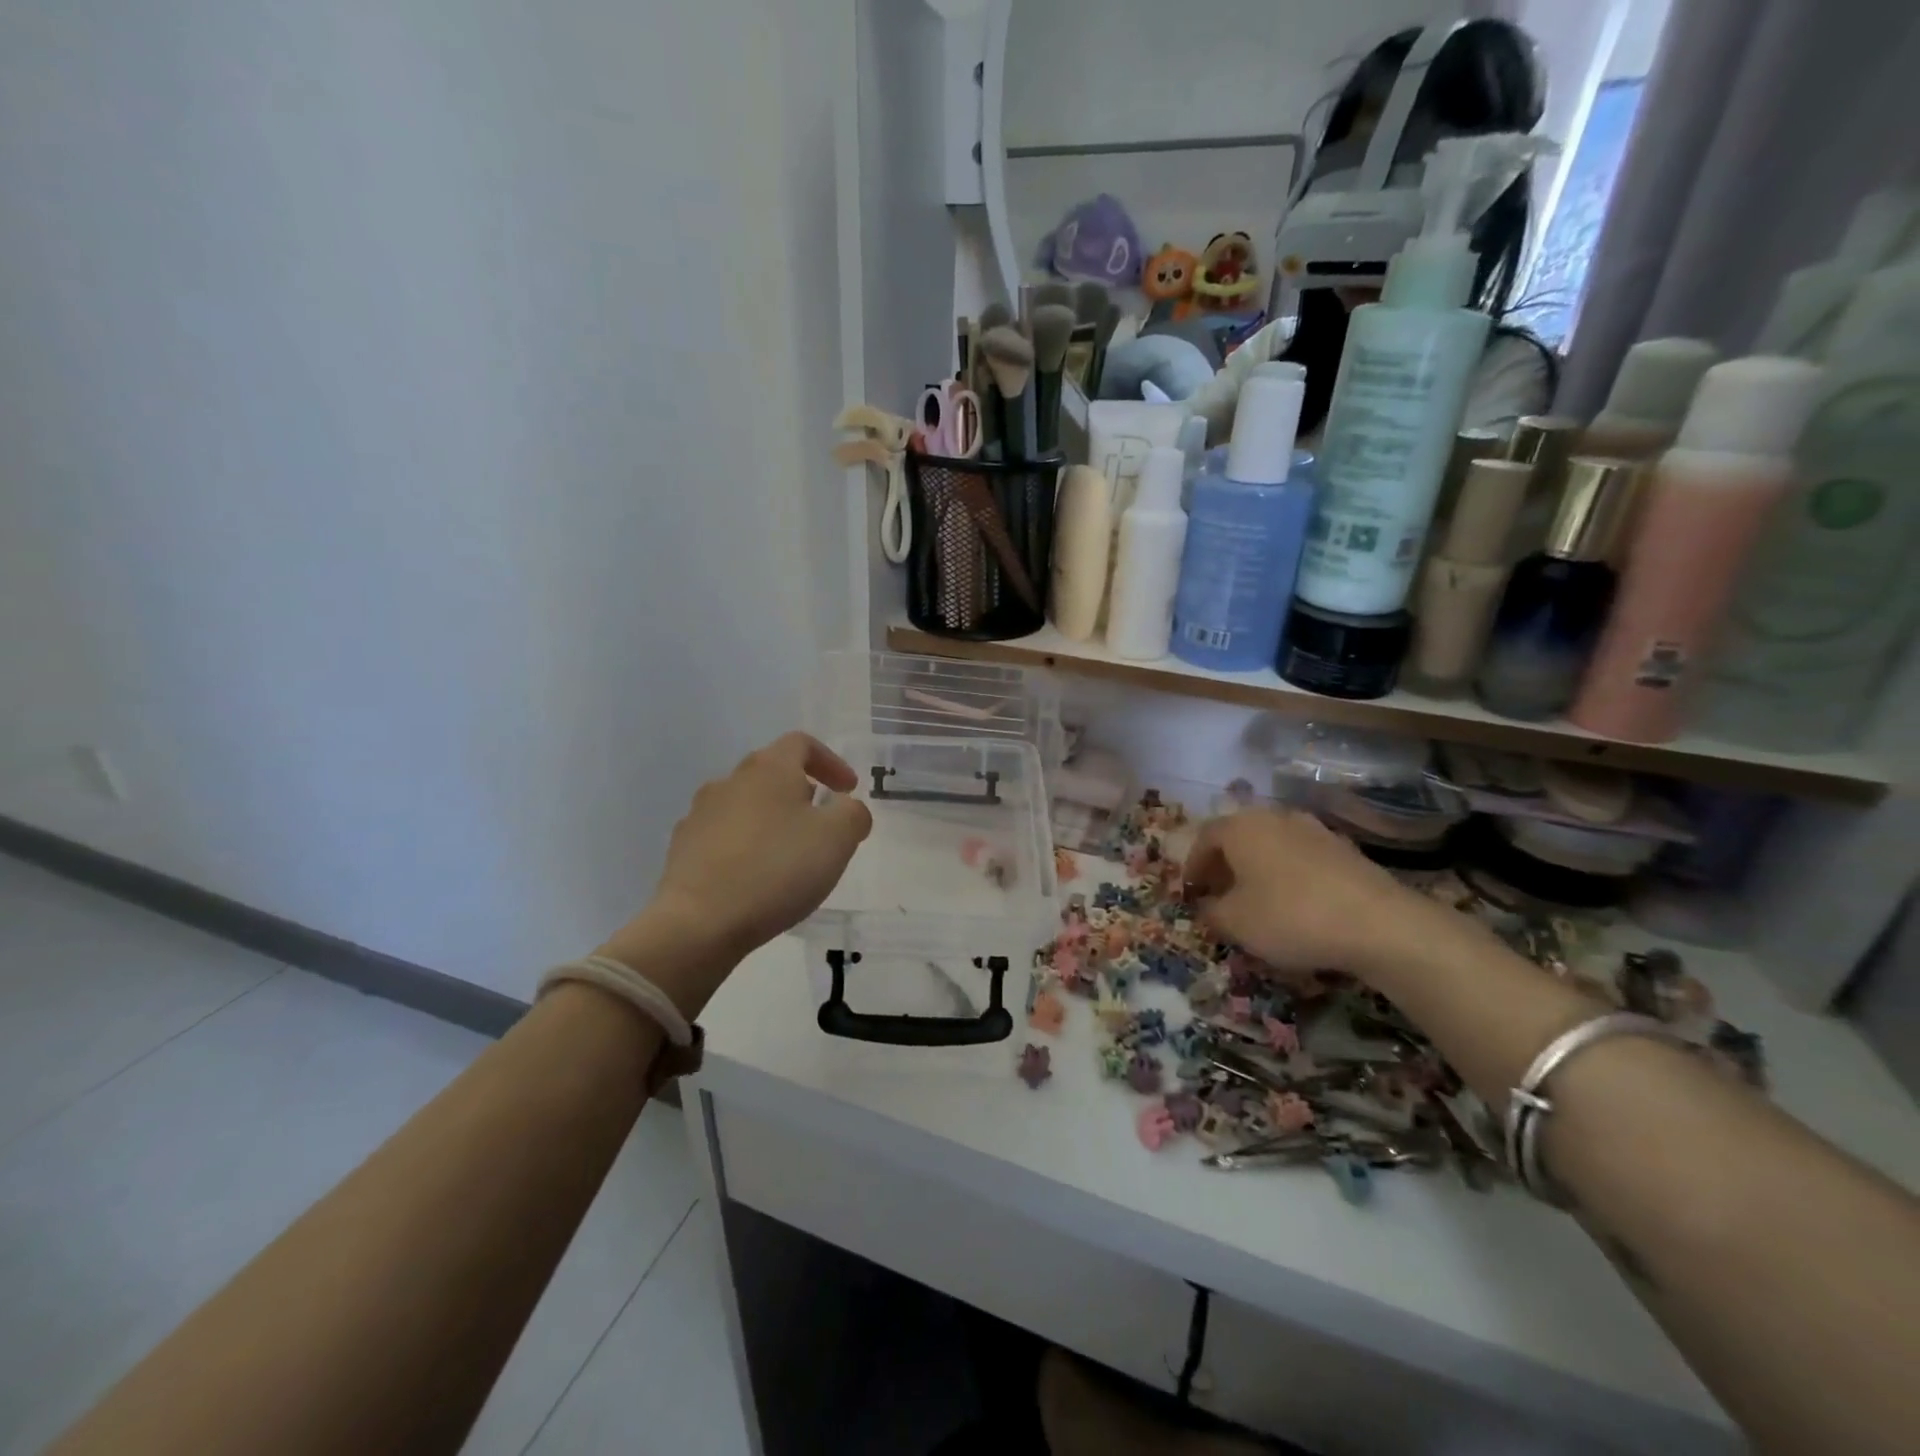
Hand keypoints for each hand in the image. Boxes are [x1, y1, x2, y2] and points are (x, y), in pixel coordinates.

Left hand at [600, 733, 872, 1013]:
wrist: (699, 922)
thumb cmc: (777, 869)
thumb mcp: (837, 839)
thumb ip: (853, 814)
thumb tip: (846, 808)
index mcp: (769, 769)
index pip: (801, 743)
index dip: (830, 762)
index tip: (847, 790)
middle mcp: (730, 781)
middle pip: (772, 773)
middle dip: (801, 793)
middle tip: (822, 824)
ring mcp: (700, 814)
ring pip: (746, 805)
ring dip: (771, 820)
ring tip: (789, 855)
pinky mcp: (682, 849)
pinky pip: (723, 837)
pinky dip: (745, 847)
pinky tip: (755, 878)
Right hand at [1183, 809, 1431, 977]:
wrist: (1378, 923)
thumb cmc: (1289, 916)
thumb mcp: (1235, 923)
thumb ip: (1210, 912)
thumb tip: (1206, 905)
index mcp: (1240, 827)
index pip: (1205, 838)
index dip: (1193, 866)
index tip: (1191, 892)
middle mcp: (1274, 817)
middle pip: (1239, 836)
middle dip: (1226, 864)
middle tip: (1220, 894)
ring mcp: (1313, 829)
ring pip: (1272, 845)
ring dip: (1259, 868)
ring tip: (1258, 899)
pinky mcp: (1344, 848)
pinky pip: (1302, 857)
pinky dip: (1290, 874)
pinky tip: (1296, 903)